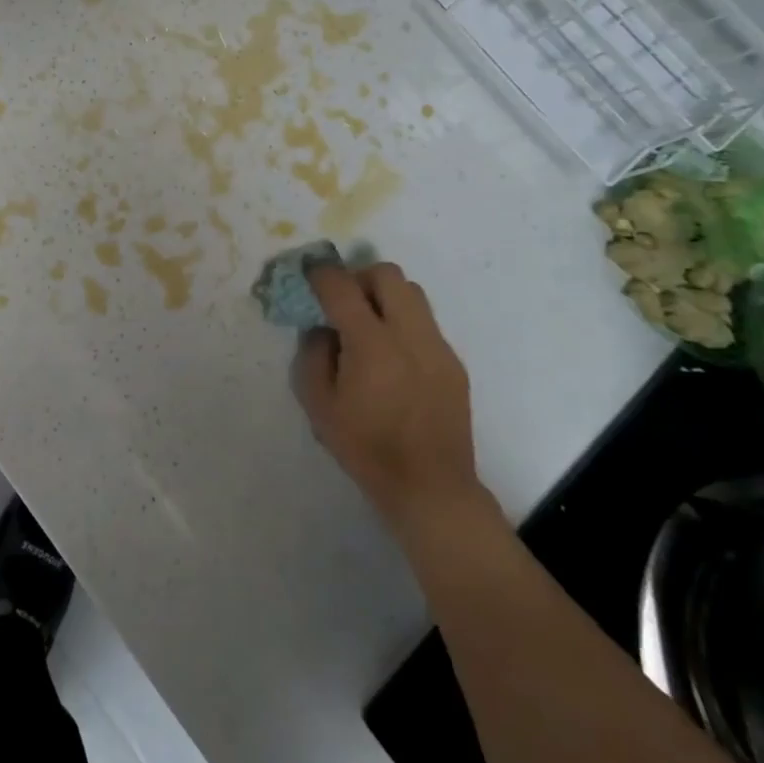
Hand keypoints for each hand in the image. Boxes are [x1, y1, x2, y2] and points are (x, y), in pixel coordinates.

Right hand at [294, 262, 480, 529]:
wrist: (431, 488)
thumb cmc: (366, 449)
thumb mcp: (318, 405)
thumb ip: (313, 355)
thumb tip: (322, 329)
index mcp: (372, 344)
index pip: (342, 287)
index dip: (321, 274)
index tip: (310, 277)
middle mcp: (409, 335)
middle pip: (387, 274)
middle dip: (359, 277)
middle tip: (343, 302)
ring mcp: (438, 347)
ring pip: (412, 293)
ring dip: (385, 296)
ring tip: (368, 326)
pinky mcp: (453, 363)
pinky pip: (426, 323)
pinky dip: (403, 323)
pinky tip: (392, 358)